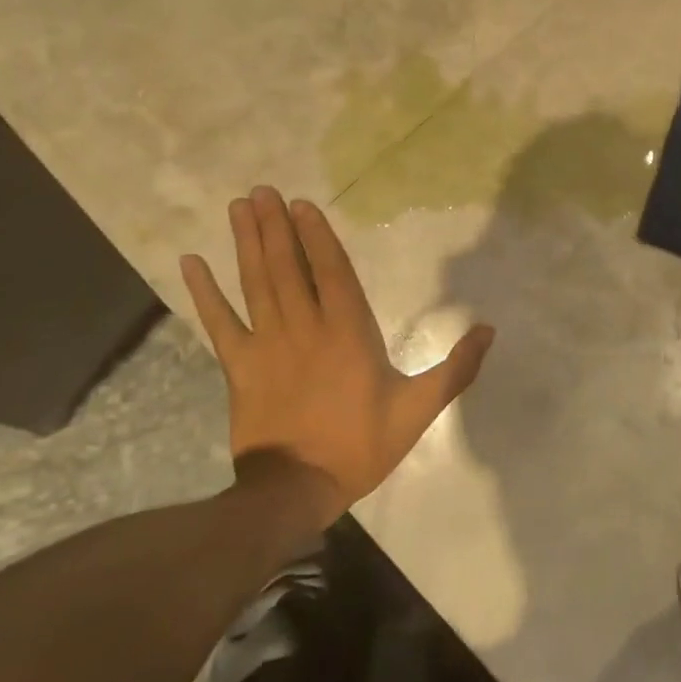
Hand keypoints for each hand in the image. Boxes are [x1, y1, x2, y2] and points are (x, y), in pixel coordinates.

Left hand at [180, 188, 494, 522]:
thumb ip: (456, 370)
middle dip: (276, 226)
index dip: (316, 235)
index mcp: (348, 332)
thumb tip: (489, 330)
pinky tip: (191, 262)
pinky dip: (204, 292)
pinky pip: (218, 322)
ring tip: (239, 207)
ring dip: (247, 243)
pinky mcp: (238, 366)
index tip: (301, 204)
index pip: (331, 271)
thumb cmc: (360, 446)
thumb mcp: (418, 410)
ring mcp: (266, 344)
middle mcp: (305, 327)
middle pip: (288, 266)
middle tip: (262, 190)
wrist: (295, 491)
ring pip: (256, 283)